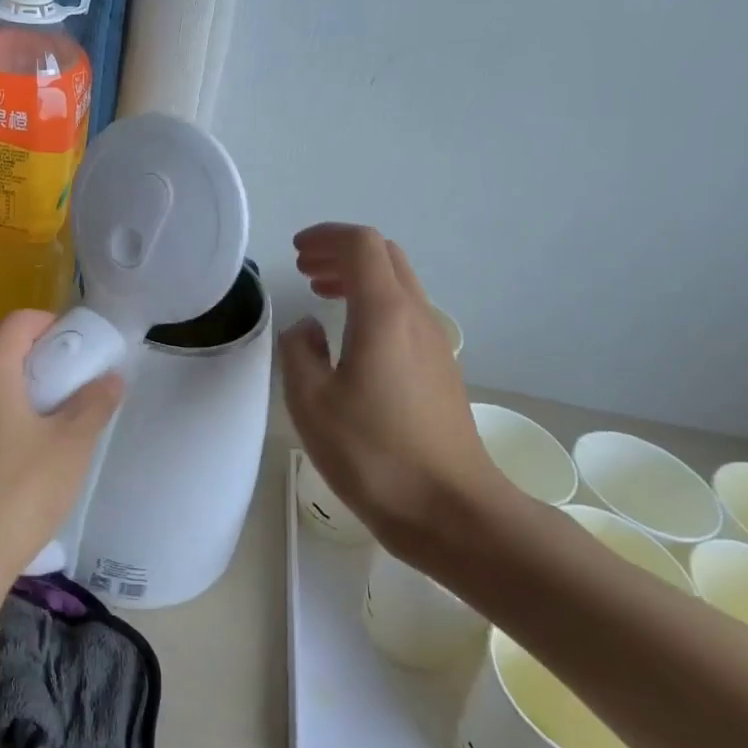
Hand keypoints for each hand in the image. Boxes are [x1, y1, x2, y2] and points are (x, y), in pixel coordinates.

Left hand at [0, 310, 124, 599]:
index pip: (22, 320)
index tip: (85, 352)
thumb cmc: (18, 490)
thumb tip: (110, 377)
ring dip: (25, 391)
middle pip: (4, 349)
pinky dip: (5, 416)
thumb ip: (94, 402)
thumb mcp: (70, 444)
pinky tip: (27, 454)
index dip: (57, 326)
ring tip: (58, 422)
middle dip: (44, 360)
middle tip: (79, 387)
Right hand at [279, 224, 504, 561]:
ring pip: (398, 284)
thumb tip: (306, 329)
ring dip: (359, 277)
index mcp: (384, 314)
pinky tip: (350, 337)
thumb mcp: (311, 402)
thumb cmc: (374, 454)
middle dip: (342, 251)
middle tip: (305, 268)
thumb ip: (299, 352)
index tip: (296, 251)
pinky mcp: (440, 370)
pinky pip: (406, 313)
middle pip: (385, 256)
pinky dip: (374, 303)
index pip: (361, 245)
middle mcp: (416, 317)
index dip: (326, 236)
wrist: (452, 511)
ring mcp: (435, 343)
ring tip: (321, 293)